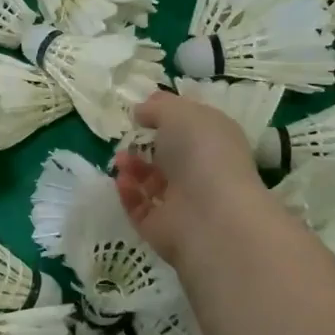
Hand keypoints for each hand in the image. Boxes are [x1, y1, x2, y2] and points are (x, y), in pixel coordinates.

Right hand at [113, 89, 267, 266]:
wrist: (211, 216)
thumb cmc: (201, 153)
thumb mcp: (179, 112)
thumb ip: (157, 107)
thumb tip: (141, 111)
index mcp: (214, 141)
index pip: (190, 127)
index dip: (166, 117)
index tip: (141, 111)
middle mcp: (201, 171)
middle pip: (168, 156)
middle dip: (143, 144)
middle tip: (126, 137)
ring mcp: (182, 202)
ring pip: (151, 182)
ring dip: (131, 167)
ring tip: (120, 160)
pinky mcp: (162, 227)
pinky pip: (139, 207)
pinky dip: (128, 193)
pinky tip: (123, 181)